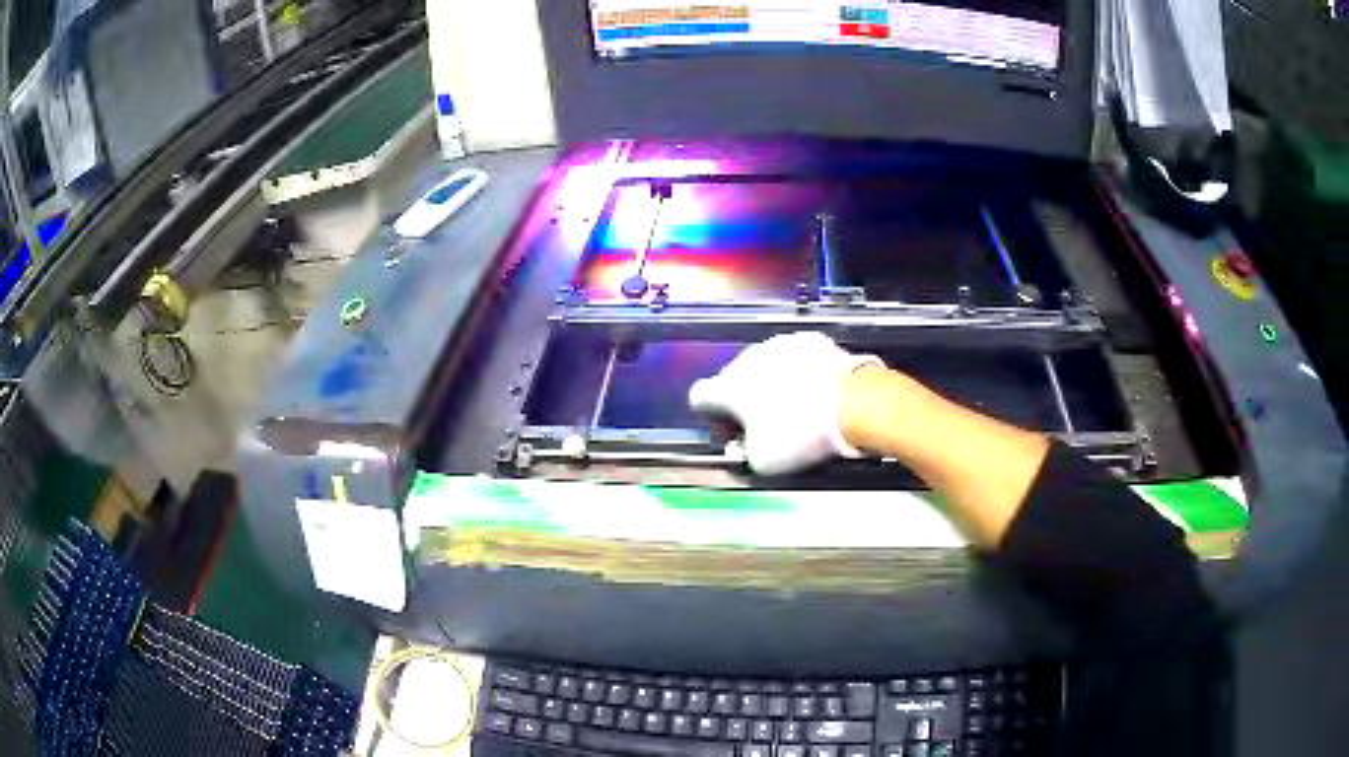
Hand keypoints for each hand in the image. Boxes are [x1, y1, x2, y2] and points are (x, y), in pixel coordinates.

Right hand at [688, 332, 879, 474]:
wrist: (853, 402)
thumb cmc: (801, 435)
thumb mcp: (763, 462)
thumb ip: (743, 452)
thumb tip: (744, 446)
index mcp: (728, 387)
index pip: (699, 396)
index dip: (711, 415)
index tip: (730, 430)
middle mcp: (748, 358)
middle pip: (735, 378)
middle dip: (746, 399)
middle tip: (767, 424)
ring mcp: (780, 344)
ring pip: (766, 365)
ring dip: (773, 382)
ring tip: (798, 406)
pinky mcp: (811, 339)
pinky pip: (797, 357)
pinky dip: (801, 370)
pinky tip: (817, 389)